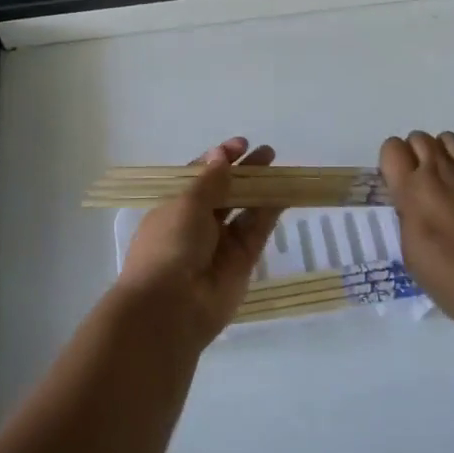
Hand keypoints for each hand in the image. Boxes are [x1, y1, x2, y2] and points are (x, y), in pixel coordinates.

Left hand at [115, 137, 282, 350]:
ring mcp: (221, 244)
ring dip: (260, 188)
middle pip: (225, 191)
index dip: (220, 159)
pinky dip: (269, 212)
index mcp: (175, 206)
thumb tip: (220, 154)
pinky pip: (257, 231)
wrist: (171, 308)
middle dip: (245, 171)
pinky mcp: (242, 262)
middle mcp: (197, 224)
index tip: (241, 144)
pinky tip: (284, 192)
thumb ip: (210, 180)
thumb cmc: (169, 245)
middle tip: (268, 153)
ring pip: (244, 209)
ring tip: (278, 167)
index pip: (200, 177)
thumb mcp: (186, 204)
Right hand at [381, 131, 453, 326]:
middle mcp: (438, 171)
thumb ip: (408, 219)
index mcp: (412, 189)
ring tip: (446, 183)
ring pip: (447, 138)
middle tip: (421, 186)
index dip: (392, 162)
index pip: (392, 147)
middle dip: (415, 155)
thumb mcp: (412, 255)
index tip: (397, 185)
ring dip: (442, 155)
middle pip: (419, 137)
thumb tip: (413, 208)